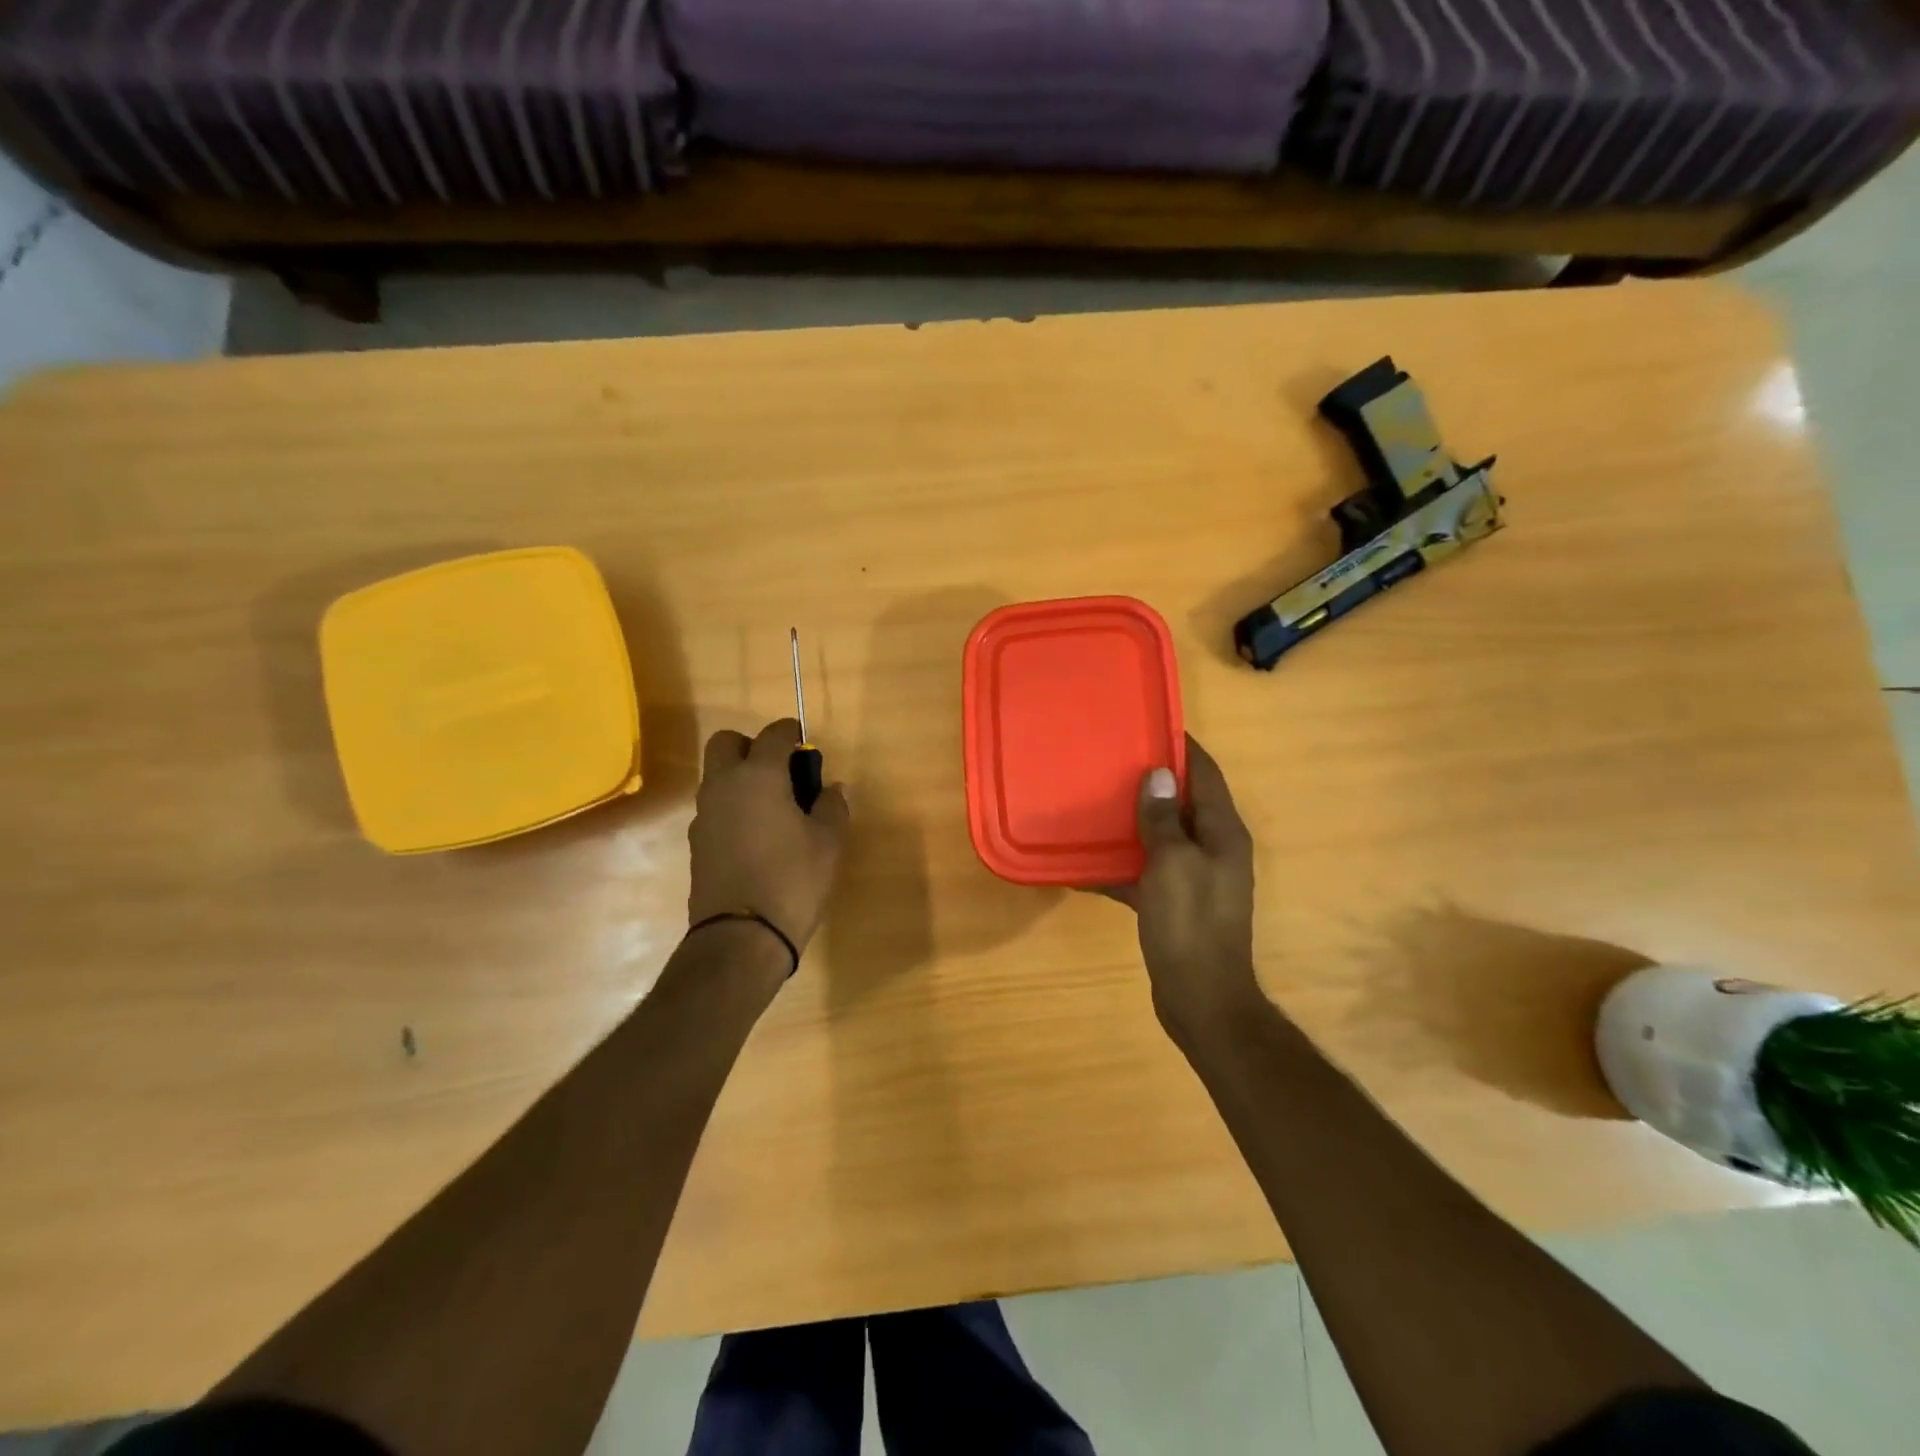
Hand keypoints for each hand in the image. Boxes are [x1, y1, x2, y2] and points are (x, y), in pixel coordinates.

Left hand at [689, 719, 849, 958]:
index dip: (791, 733)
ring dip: (742, 778)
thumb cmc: (792, 880)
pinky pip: (716, 808)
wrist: (740, 937)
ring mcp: (704, 815)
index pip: (773, 735)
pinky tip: (758, 836)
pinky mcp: (697, 843)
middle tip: (782, 771)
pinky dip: (734, 808)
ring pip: (718, 777)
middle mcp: (723, 786)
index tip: (805, 742)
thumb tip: (832, 788)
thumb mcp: (828, 843)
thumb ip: (832, 807)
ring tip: (776, 808)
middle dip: (753, 746)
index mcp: (758, 776)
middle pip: (727, 743)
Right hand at [1105, 736, 1260, 1043]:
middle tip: (1109, 761)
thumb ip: (1163, 819)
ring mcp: (1195, 877)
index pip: (1206, 773)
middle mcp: (1214, 848)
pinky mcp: (1175, 902)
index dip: (1181, 747)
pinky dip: (1121, 865)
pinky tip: (1084, 865)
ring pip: (1161, 836)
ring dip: (1132, 822)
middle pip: (1183, 802)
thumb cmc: (1189, 924)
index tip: (1147, 724)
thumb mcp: (1172, 864)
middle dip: (1150, 782)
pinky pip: (1147, 871)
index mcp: (1223, 832)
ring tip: (1092, 802)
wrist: (1201, 998)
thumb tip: (1158, 773)